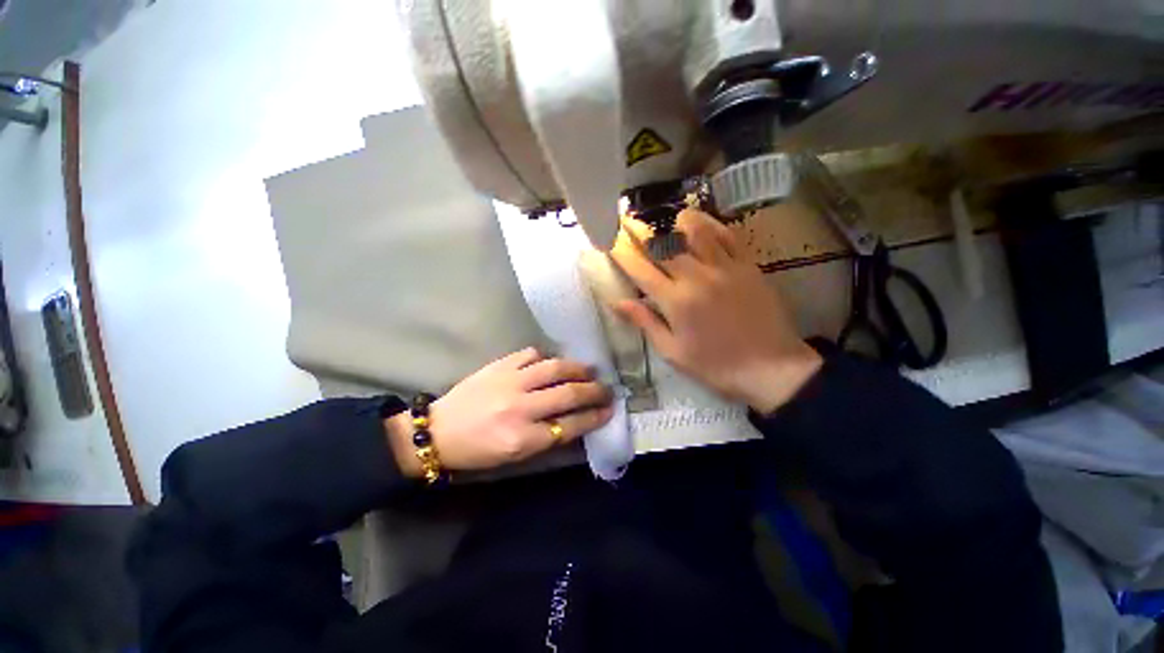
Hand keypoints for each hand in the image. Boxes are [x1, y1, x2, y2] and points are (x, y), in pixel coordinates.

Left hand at [385, 348, 613, 475]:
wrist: (438, 431)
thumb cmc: (478, 451)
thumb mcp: (515, 456)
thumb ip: (548, 438)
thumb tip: (577, 420)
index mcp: (523, 437)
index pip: (571, 424)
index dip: (594, 416)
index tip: (609, 410)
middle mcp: (520, 407)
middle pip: (568, 394)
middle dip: (594, 391)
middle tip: (607, 389)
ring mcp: (510, 381)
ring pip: (554, 368)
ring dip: (577, 368)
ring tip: (589, 370)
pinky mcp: (500, 365)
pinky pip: (531, 354)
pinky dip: (547, 357)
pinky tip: (552, 363)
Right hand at [610, 209, 821, 413]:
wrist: (771, 368)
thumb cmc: (715, 365)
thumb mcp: (673, 351)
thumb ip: (645, 322)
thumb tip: (616, 302)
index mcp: (675, 301)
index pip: (640, 268)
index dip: (621, 250)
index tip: (609, 238)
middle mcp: (696, 277)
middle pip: (663, 243)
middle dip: (640, 229)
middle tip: (627, 219)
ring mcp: (724, 267)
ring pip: (694, 230)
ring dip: (673, 220)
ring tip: (662, 217)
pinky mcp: (747, 265)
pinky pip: (726, 234)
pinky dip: (708, 223)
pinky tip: (697, 221)